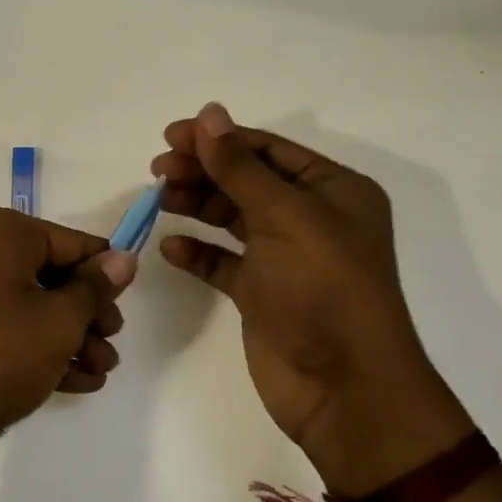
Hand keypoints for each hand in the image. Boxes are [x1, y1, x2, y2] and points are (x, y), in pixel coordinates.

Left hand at [0, 201, 135, 488]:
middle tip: (110, 349)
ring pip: (21, 301)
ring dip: (63, 336)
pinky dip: (29, 343)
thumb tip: (122, 259)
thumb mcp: (58, 323)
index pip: (70, 242)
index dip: (105, 277)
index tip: (126, 308)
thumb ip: (94, 288)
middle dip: (84, 315)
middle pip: (45, 272)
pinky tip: (68, 381)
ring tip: (96, 373)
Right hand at [153, 103, 473, 492]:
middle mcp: (311, 219)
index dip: (220, 138)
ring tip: (160, 199)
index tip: (171, 136)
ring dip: (197, 204)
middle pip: (246, 180)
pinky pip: (223, 261)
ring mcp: (285, 257)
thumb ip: (240, 167)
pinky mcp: (262, 293)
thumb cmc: (324, 289)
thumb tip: (209, 113)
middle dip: (204, 170)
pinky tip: (172, 247)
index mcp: (333, 191)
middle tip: (158, 170)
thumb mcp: (285, 217)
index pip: (268, 150)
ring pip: (232, 217)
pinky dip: (197, 251)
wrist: (344, 388)